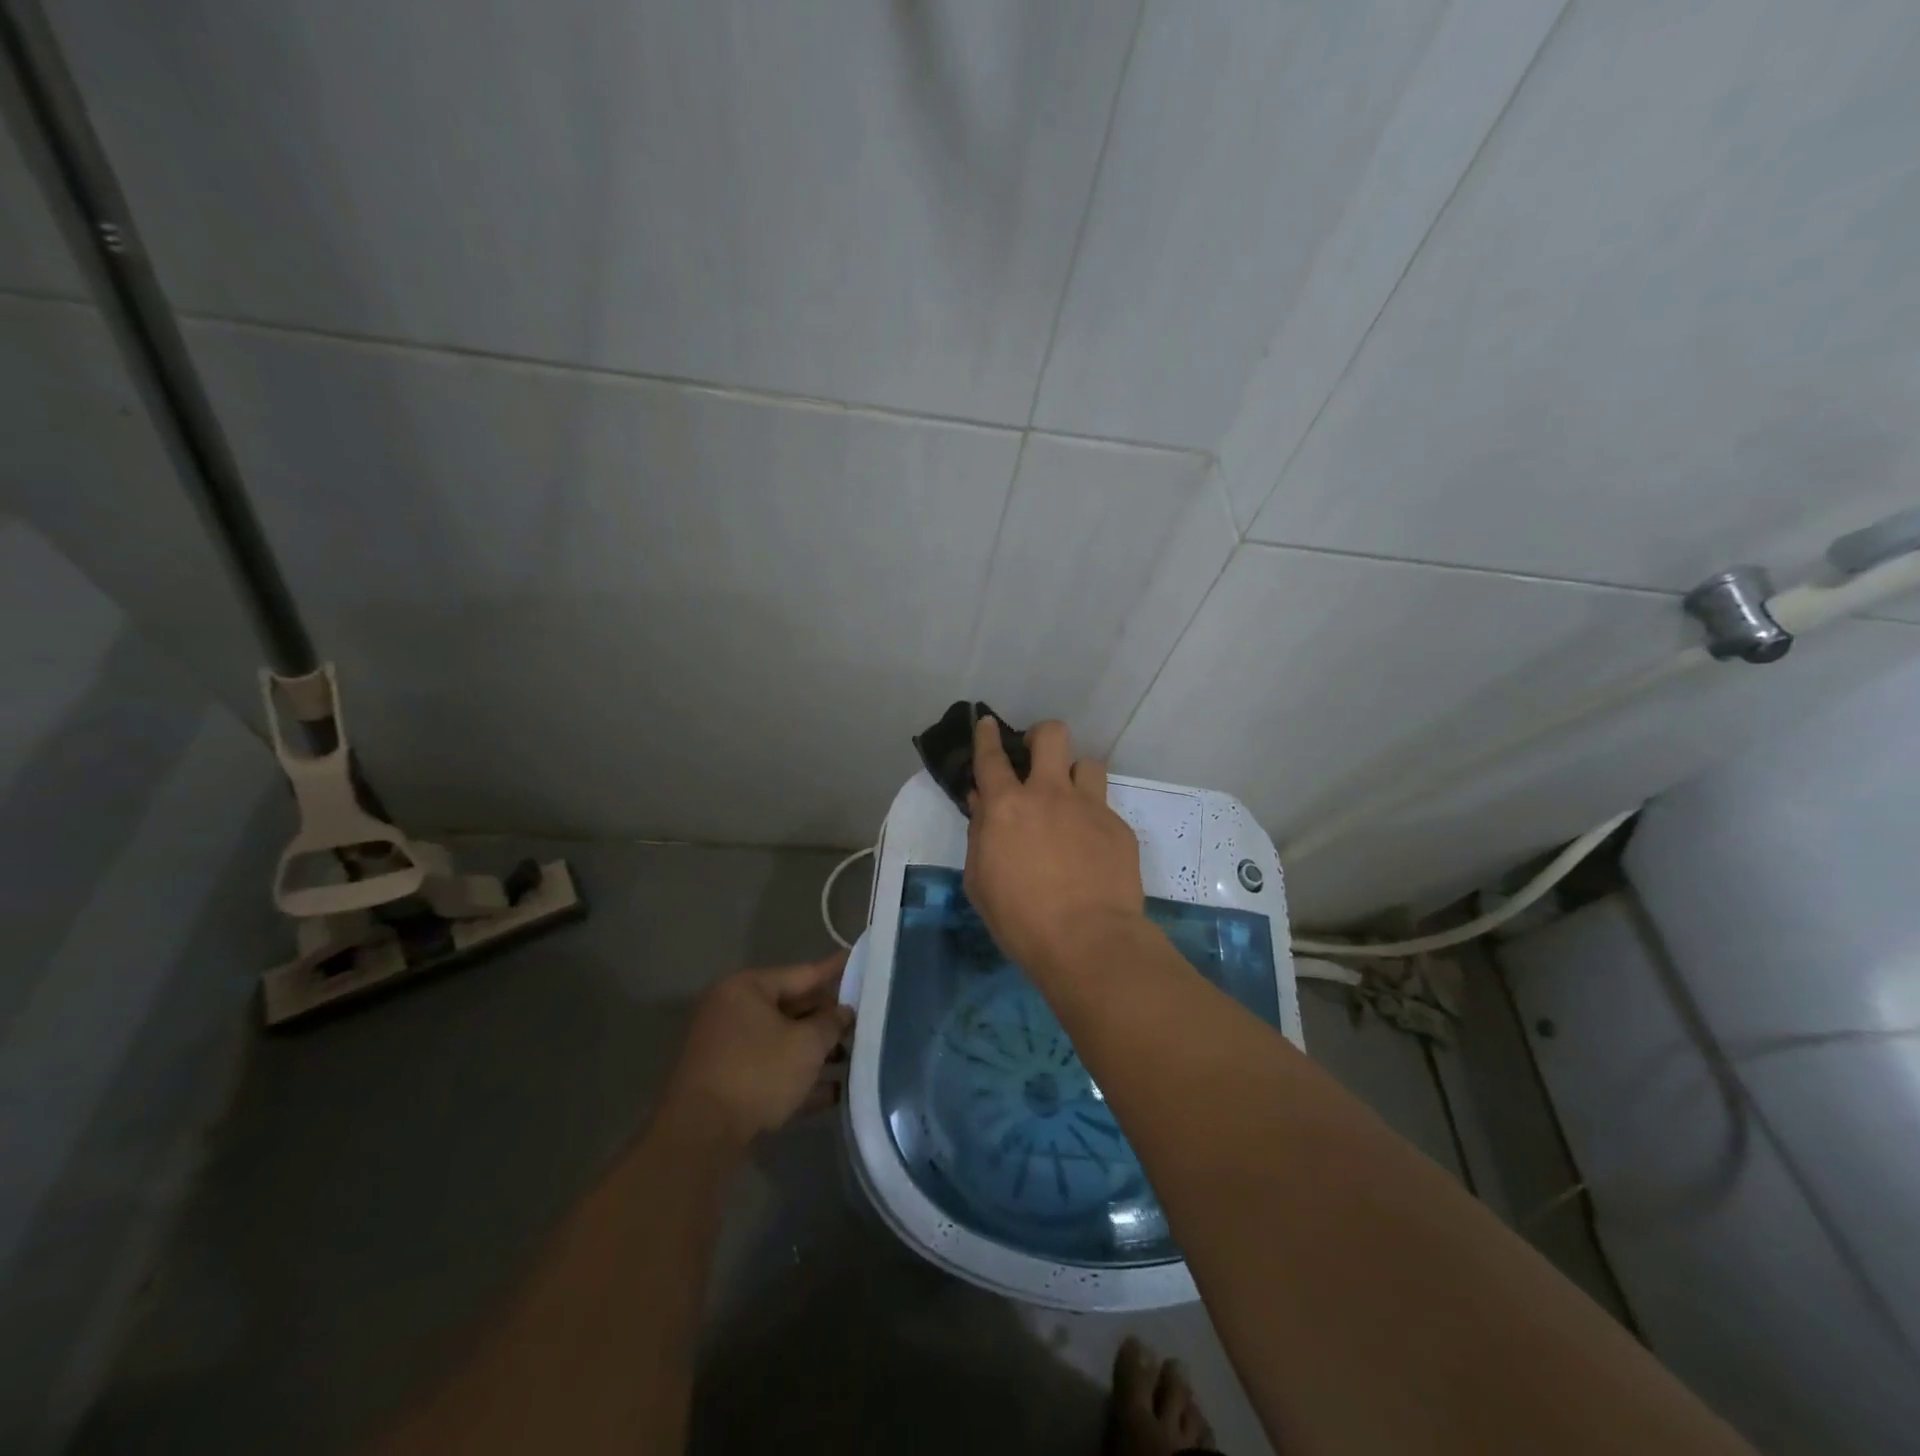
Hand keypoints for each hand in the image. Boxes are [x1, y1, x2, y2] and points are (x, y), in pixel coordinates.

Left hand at [658, 952, 851, 1154]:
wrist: (700, 1136)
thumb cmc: (757, 1074)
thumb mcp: (806, 1045)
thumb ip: (831, 1024)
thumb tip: (844, 1012)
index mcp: (747, 988)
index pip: (802, 973)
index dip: (835, 970)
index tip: (859, 959)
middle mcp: (733, 1010)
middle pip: (792, 1007)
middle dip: (827, 1019)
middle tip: (863, 1021)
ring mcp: (727, 1047)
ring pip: (782, 1041)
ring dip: (816, 1052)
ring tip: (854, 1058)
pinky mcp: (726, 1081)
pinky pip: (770, 1068)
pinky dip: (797, 1076)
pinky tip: (833, 1092)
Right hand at [964, 716, 1145, 979]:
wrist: (1088, 941)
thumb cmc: (1020, 918)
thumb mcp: (980, 881)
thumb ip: (979, 834)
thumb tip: (982, 803)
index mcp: (1007, 806)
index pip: (991, 757)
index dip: (987, 735)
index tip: (988, 723)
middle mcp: (1049, 794)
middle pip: (1051, 735)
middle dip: (1041, 736)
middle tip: (1037, 759)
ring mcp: (1089, 807)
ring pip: (1087, 763)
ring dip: (1075, 776)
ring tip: (1071, 802)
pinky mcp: (1119, 827)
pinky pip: (1105, 808)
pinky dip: (1093, 819)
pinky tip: (1091, 849)